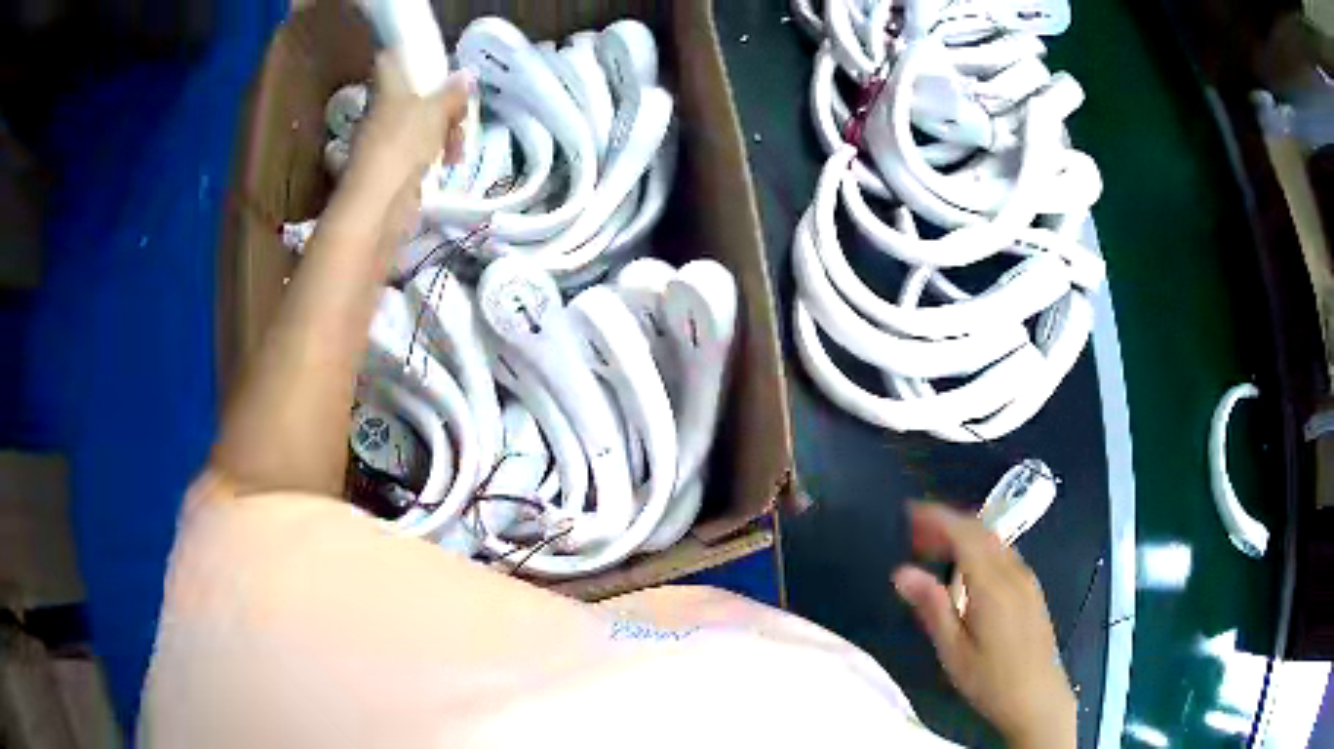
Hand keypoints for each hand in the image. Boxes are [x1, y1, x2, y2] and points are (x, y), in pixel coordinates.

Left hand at [330, 54, 472, 248]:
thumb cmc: (402, 147)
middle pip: (415, 96)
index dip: (409, 56)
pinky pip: (420, 152)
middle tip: (460, 117)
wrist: (378, 206)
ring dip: (444, 133)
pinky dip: (435, 156)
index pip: (390, 61)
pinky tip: (447, 165)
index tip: (435, 63)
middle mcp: (382, 113)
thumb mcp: (434, 112)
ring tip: (456, 151)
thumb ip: (452, 94)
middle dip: (443, 105)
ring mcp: (386, 143)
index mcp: (388, 91)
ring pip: (421, 125)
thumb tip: (467, 74)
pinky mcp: (393, 170)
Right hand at [893, 502, 1075, 748]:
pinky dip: (979, 547)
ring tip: (934, 546)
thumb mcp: (953, 651)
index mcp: (992, 585)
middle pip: (980, 531)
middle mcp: (1013, 573)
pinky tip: (965, 568)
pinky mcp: (1031, 589)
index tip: (910, 512)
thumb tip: (901, 572)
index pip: (964, 534)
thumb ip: (932, 607)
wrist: (1038, 698)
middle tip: (914, 531)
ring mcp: (1026, 579)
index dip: (937, 517)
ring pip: (994, 540)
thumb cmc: (990, 680)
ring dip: (964, 534)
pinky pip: (1003, 553)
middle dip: (948, 523)